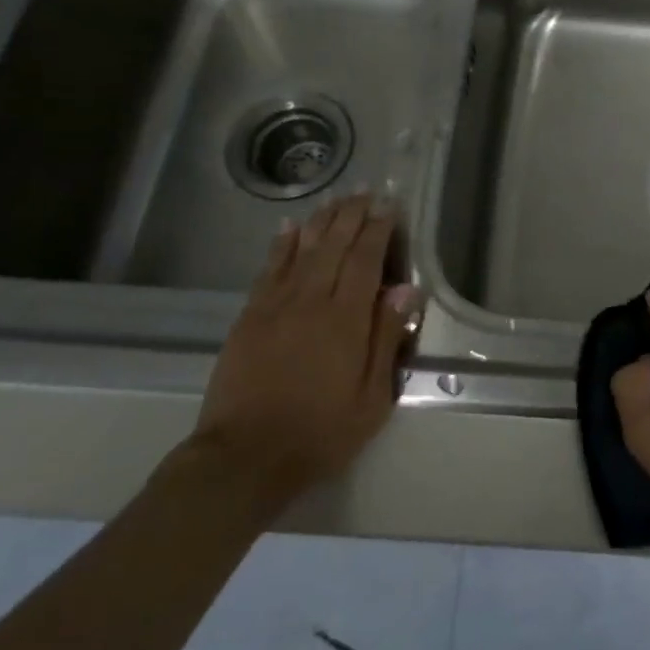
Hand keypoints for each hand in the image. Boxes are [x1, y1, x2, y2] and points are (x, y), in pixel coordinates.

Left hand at [193, 193, 422, 506]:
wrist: (244, 457)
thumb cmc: (320, 432)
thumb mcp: (371, 397)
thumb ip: (386, 339)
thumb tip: (405, 290)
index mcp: (345, 320)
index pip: (365, 261)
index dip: (378, 231)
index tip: (388, 207)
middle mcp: (310, 301)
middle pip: (333, 246)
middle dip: (351, 216)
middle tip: (365, 192)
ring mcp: (275, 306)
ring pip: (302, 250)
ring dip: (320, 221)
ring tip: (336, 199)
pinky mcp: (249, 317)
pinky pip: (268, 269)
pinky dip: (280, 245)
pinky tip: (289, 227)